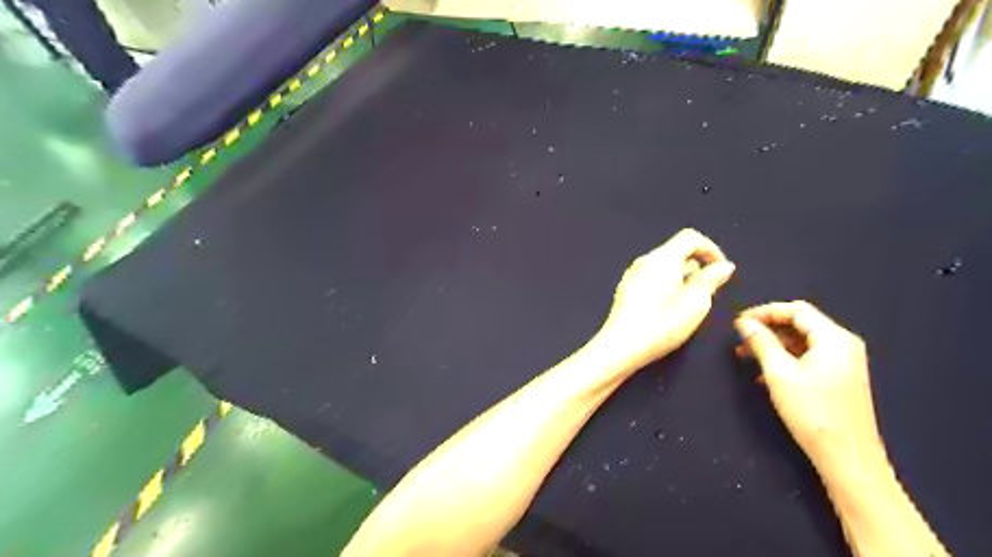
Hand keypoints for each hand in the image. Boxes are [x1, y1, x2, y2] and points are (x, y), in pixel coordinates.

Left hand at [597, 228, 734, 371]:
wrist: (621, 346)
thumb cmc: (661, 325)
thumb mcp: (695, 303)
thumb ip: (711, 280)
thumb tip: (723, 265)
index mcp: (662, 259)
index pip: (690, 237)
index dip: (711, 249)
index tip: (722, 271)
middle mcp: (645, 261)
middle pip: (677, 251)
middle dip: (698, 266)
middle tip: (708, 292)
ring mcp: (632, 274)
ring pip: (665, 265)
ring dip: (683, 277)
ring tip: (691, 303)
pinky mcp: (627, 289)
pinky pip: (653, 277)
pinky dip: (668, 284)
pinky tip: (670, 308)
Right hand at [731, 303, 887, 475]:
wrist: (847, 457)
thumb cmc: (812, 412)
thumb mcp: (779, 373)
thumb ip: (761, 342)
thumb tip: (744, 322)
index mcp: (834, 338)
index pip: (796, 310)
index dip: (765, 311)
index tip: (738, 322)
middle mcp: (843, 344)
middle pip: (800, 323)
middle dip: (768, 327)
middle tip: (740, 338)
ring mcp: (844, 362)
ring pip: (802, 340)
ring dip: (773, 344)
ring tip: (746, 355)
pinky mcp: (839, 377)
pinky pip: (808, 356)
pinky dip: (785, 357)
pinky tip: (765, 373)